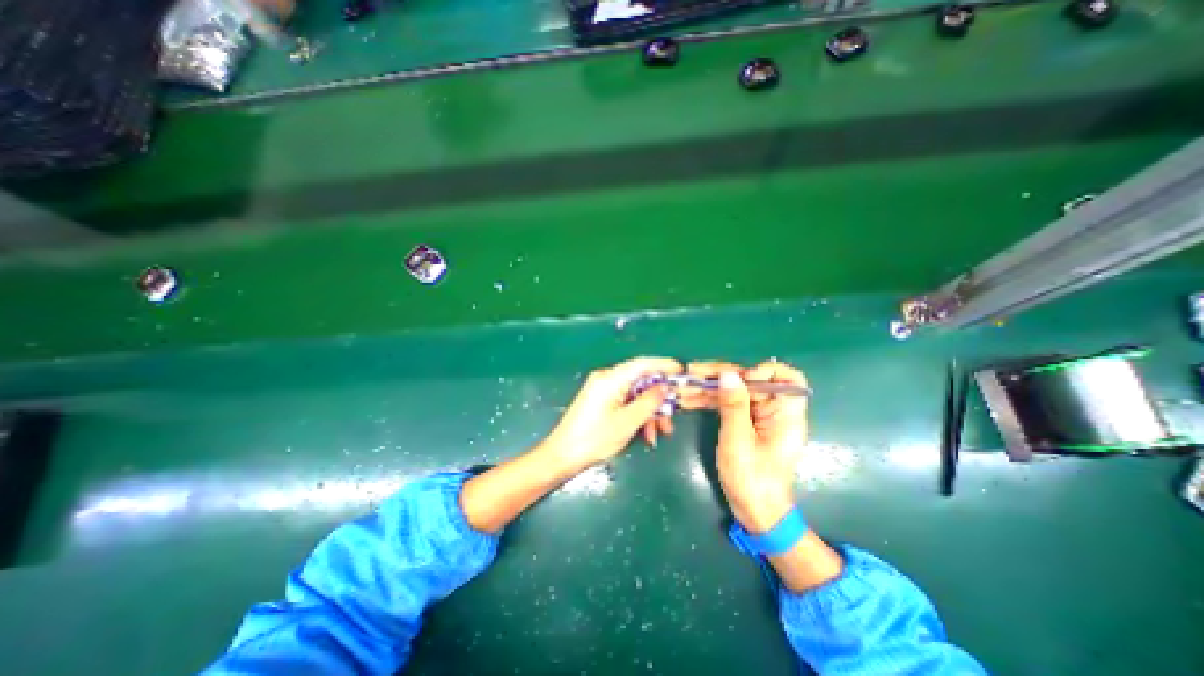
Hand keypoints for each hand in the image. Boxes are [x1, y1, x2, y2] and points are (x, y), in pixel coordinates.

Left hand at [539, 354, 679, 473]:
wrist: (562, 456)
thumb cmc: (594, 439)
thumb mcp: (627, 422)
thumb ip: (649, 401)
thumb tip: (666, 386)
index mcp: (611, 378)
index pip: (643, 364)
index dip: (664, 365)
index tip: (683, 372)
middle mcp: (607, 379)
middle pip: (641, 381)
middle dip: (659, 399)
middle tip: (673, 416)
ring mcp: (604, 390)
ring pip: (636, 394)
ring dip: (650, 412)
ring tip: (660, 433)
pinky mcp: (602, 401)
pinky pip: (627, 402)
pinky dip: (638, 415)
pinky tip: (646, 434)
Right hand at [685, 360, 807, 532]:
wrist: (755, 512)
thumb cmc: (752, 480)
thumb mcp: (739, 441)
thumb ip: (734, 405)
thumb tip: (728, 373)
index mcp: (785, 413)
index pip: (785, 377)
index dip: (762, 372)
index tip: (739, 381)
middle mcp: (775, 410)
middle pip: (750, 380)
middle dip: (721, 375)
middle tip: (693, 372)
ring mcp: (759, 416)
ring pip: (735, 391)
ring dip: (709, 387)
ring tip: (684, 384)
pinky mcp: (746, 423)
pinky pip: (729, 404)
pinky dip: (710, 401)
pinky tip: (688, 400)